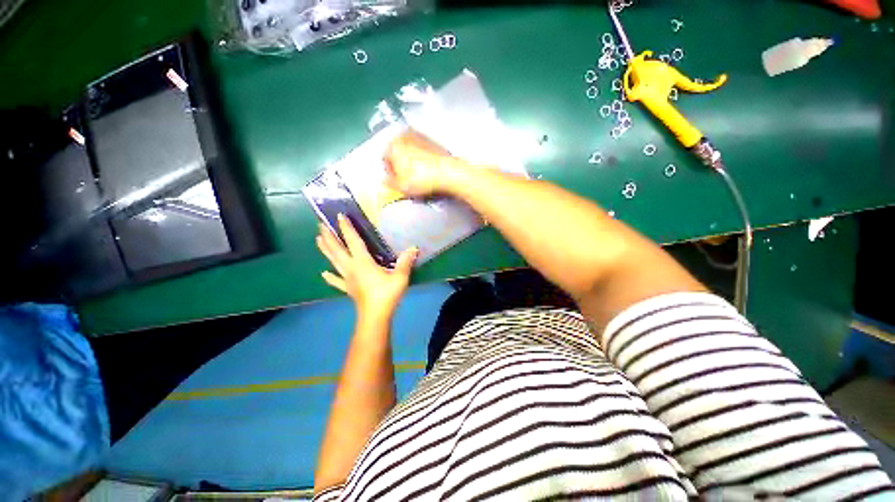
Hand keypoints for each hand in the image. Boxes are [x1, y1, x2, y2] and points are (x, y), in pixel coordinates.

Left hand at [316, 214, 418, 319]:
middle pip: (337, 250)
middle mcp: (351, 268)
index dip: (346, 228)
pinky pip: (337, 281)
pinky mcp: (348, 289)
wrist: (375, 316)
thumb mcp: (400, 277)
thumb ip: (405, 262)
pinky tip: (323, 273)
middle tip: (320, 224)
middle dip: (329, 236)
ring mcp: (347, 279)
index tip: (339, 216)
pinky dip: (330, 277)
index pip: (353, 241)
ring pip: (334, 262)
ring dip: (326, 250)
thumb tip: (414, 248)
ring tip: (318, 239)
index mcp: (362, 262)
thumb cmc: (387, 295)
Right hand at [384, 132, 464, 196]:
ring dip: (412, 162)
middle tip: (408, 179)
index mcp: (392, 145)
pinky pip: (423, 151)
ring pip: (410, 151)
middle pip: (398, 153)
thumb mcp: (401, 187)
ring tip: (419, 176)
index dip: (391, 173)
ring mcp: (420, 136)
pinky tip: (429, 171)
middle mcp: (404, 136)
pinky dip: (423, 159)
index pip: (385, 159)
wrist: (447, 172)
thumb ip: (390, 183)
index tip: (397, 182)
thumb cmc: (420, 179)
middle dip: (401, 165)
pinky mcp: (433, 141)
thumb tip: (386, 180)